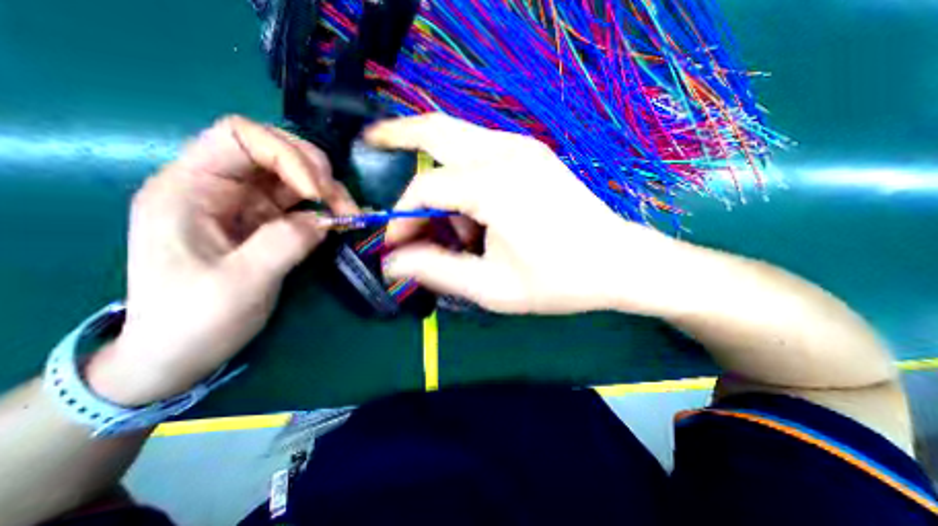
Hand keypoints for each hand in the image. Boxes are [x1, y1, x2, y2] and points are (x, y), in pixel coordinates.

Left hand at [84, 116, 357, 407]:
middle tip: (342, 202)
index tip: (316, 193)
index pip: (240, 137)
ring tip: (350, 215)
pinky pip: (302, 202)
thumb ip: (284, 243)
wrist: (181, 352)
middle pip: (274, 151)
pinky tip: (341, 221)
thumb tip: (325, 219)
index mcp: (189, 188)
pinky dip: (326, 208)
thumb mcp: (240, 283)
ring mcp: (244, 204)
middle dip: (315, 171)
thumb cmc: (195, 320)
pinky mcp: (265, 222)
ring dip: (328, 190)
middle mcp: (217, 187)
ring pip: (295, 176)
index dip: (286, 155)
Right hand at [363, 114, 682, 314]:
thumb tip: (393, 262)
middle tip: (370, 141)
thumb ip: (436, 270)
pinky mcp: (531, 154)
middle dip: (397, 135)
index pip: (425, 189)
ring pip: (456, 139)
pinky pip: (479, 152)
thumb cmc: (558, 281)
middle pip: (435, 130)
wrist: (617, 262)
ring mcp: (522, 147)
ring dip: (436, 173)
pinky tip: (474, 215)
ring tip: (446, 225)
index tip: (397, 247)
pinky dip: (461, 175)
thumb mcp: (491, 287)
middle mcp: (506, 152)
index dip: (403, 217)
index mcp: (494, 185)